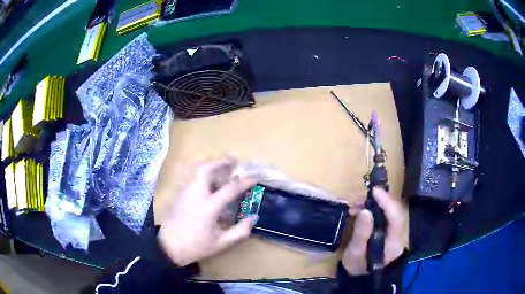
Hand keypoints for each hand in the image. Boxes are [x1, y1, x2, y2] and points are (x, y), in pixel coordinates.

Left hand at [158, 159, 257, 265]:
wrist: (168, 246)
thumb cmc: (196, 246)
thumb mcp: (221, 243)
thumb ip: (240, 231)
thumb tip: (253, 216)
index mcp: (208, 207)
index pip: (229, 189)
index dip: (244, 182)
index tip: (255, 177)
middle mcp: (195, 194)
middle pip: (207, 169)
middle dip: (221, 161)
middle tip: (234, 161)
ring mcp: (184, 191)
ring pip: (196, 169)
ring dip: (211, 164)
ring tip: (222, 168)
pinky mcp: (178, 193)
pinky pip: (191, 175)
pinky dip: (202, 171)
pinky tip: (208, 179)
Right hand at [342, 188, 408, 274]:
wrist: (361, 277)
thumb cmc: (358, 266)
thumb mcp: (356, 253)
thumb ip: (361, 233)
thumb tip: (365, 210)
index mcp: (394, 242)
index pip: (396, 217)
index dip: (387, 202)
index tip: (374, 191)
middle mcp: (398, 234)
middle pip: (394, 211)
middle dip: (378, 201)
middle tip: (358, 200)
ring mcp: (393, 231)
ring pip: (388, 211)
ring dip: (373, 204)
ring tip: (355, 206)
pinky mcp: (387, 230)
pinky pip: (383, 215)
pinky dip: (372, 210)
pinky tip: (359, 211)